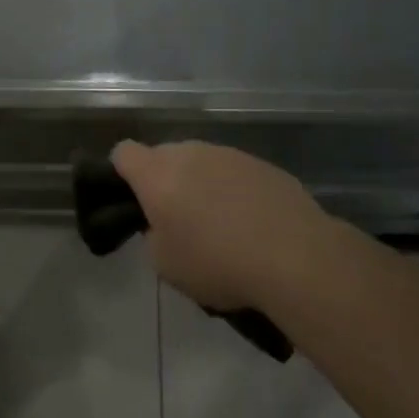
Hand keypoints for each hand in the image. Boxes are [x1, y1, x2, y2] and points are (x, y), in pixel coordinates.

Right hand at [111, 140, 358, 313]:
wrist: (296, 258)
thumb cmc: (217, 263)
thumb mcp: (165, 264)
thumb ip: (153, 236)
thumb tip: (164, 224)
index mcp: (157, 173)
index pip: (123, 153)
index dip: (121, 173)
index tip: (132, 200)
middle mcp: (190, 153)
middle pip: (164, 156)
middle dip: (164, 181)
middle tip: (176, 219)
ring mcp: (230, 155)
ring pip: (202, 163)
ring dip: (201, 185)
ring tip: (220, 225)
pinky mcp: (264, 165)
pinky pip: (235, 173)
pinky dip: (235, 192)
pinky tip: (252, 225)